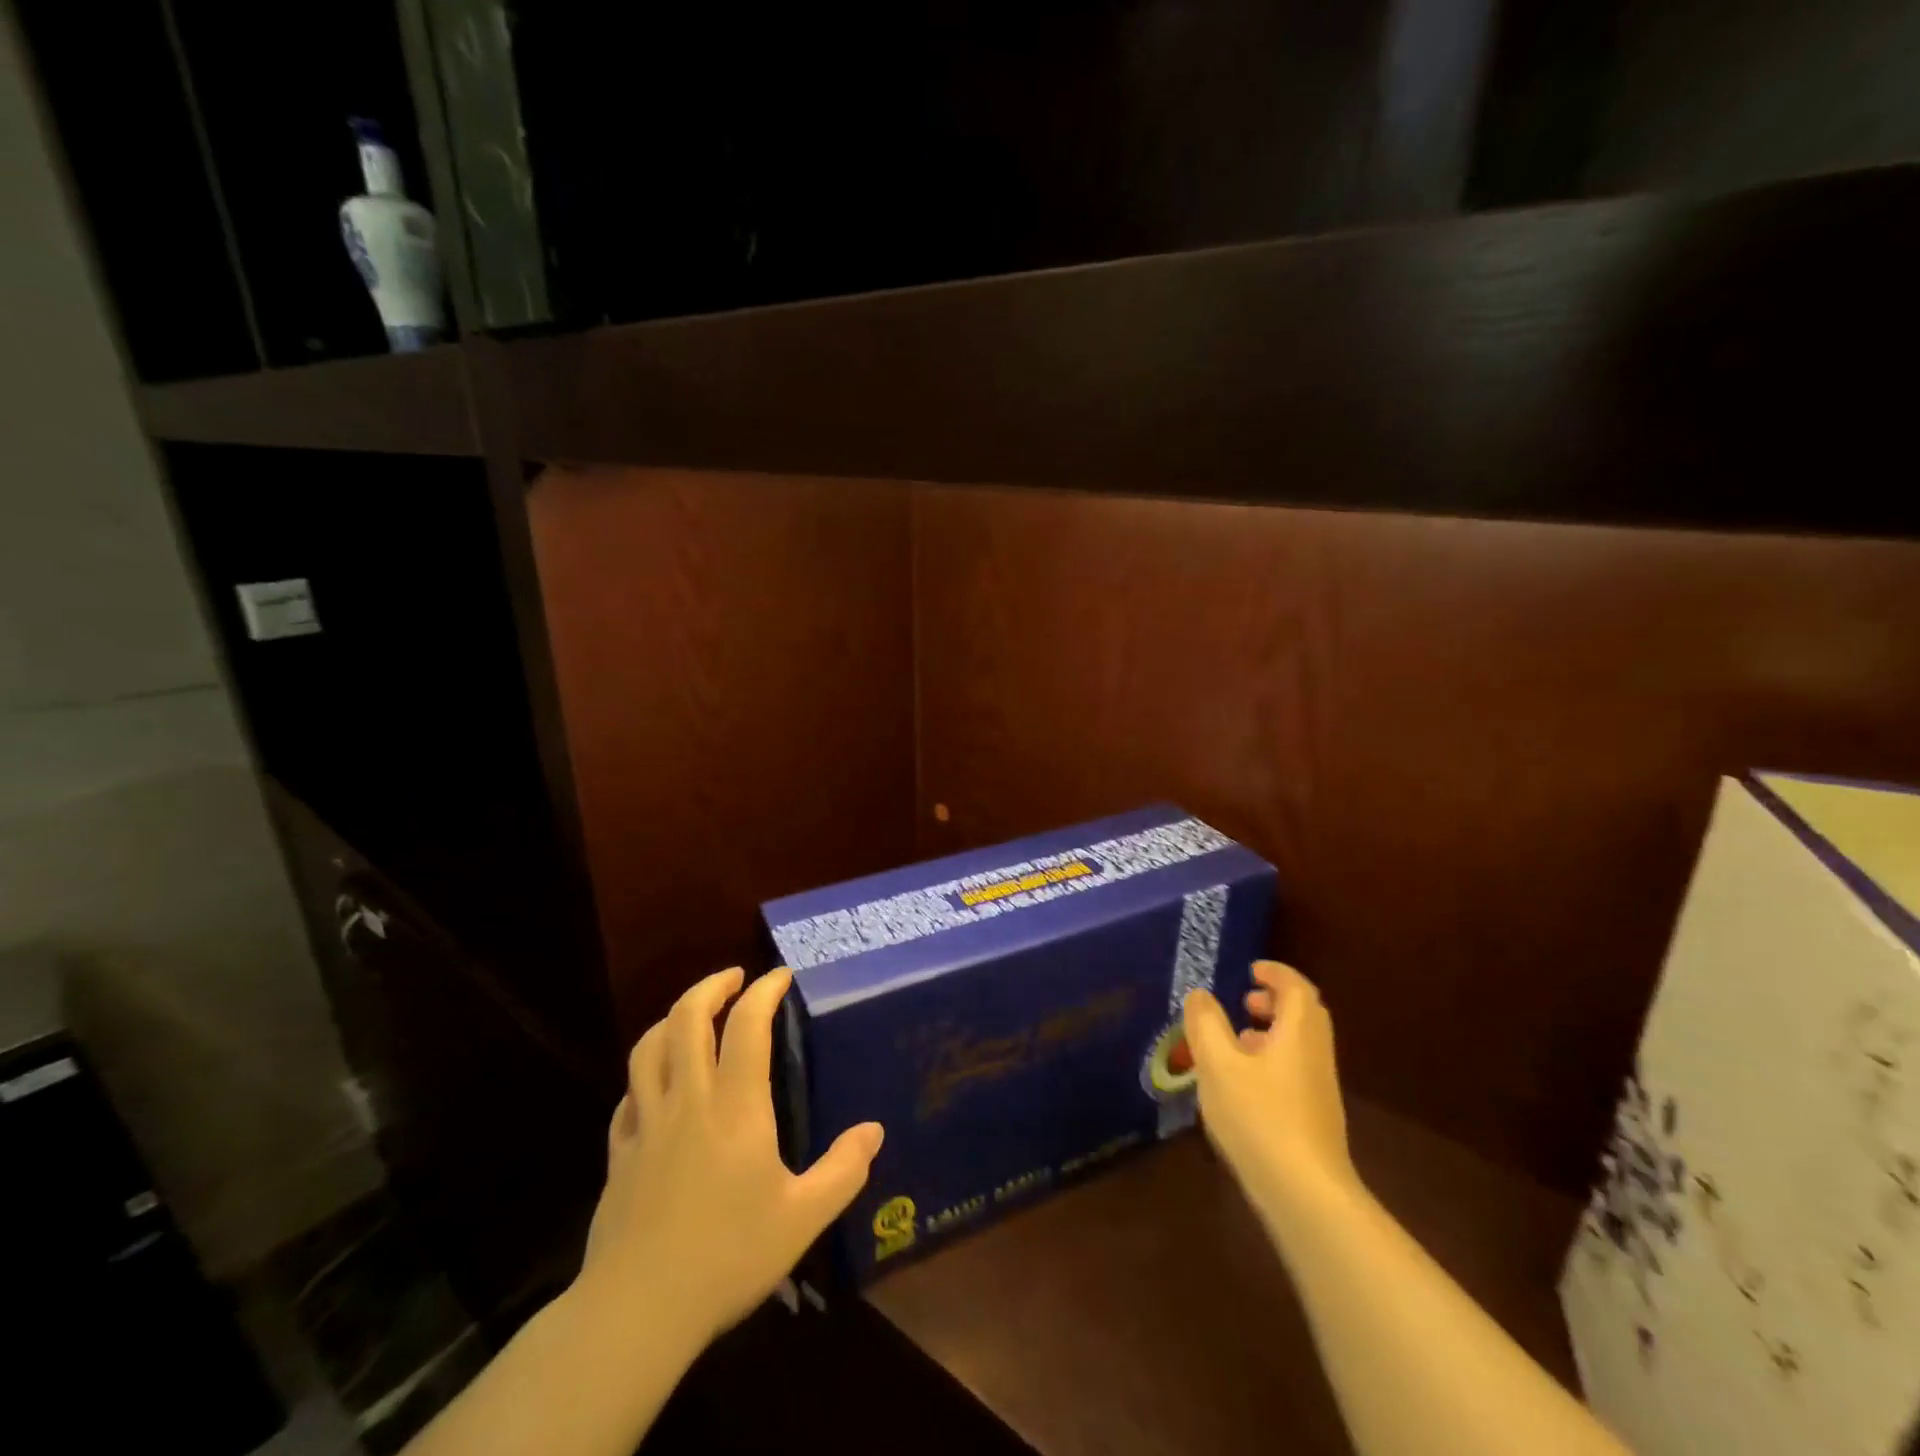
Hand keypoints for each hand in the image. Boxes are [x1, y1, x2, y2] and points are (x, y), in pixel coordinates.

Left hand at [580, 967, 883, 1345]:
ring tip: (692, 1014)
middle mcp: (688, 1100)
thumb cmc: (728, 1256)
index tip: (781, 976)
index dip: (764, 990)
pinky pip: (627, 1095)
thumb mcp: (803, 1217)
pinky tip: (654, 1084)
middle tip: (734, 978)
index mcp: (735, 1106)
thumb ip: (843, 1170)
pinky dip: (643, 1074)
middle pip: (687, 1019)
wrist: (638, 1311)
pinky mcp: (619, 1153)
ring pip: (648, 1048)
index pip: (747, 1024)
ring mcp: (646, 1124)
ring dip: (671, 1018)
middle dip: (711, 986)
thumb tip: (874, 1130)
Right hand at [1183, 960, 1356, 1218]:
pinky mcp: (1315, 1118)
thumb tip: (1200, 995)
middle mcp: (1315, 1055)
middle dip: (1275, 1001)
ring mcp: (1319, 1089)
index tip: (1252, 970)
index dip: (1276, 974)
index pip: (1297, 988)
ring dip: (1272, 1032)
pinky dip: (1273, 1059)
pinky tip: (1243, 1084)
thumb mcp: (1218, 1064)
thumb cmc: (1259, 1117)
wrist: (1306, 1195)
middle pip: (1304, 1015)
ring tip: (1237, 1040)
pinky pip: (1296, 1070)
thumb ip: (1205, 1024)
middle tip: (1245, 1001)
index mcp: (1299, 1034)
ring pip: (1300, 1045)